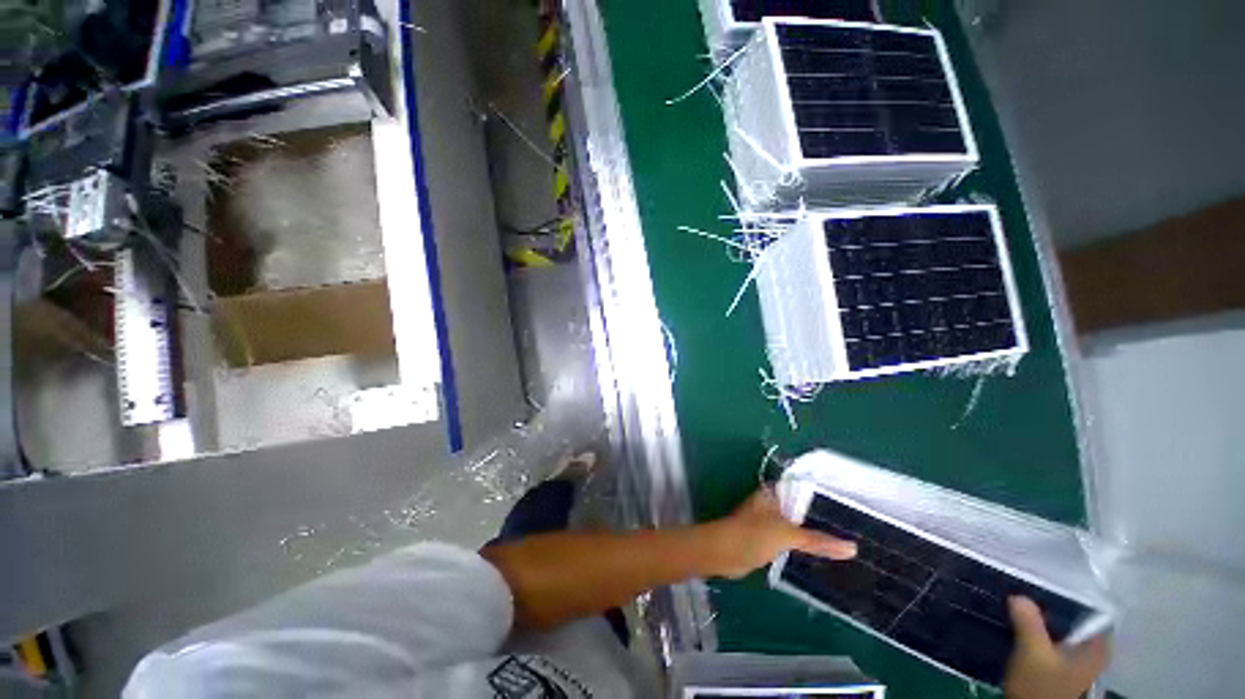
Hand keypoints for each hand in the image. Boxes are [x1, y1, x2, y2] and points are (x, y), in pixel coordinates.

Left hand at [704, 488, 856, 578]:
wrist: (724, 553)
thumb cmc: (752, 535)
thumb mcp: (788, 535)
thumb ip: (818, 541)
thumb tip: (852, 548)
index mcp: (772, 493)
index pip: (801, 488)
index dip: (823, 495)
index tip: (849, 504)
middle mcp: (770, 503)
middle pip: (800, 508)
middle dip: (820, 517)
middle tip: (854, 526)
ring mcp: (767, 521)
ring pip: (795, 524)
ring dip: (813, 533)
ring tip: (844, 541)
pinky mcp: (765, 538)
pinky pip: (790, 539)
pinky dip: (803, 545)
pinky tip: (822, 554)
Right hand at [1005, 596, 1109, 698]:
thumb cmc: (1042, 687)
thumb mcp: (1033, 654)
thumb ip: (1029, 623)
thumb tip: (1019, 595)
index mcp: (1098, 646)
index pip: (1091, 609)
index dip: (1070, 592)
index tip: (1044, 579)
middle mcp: (1093, 651)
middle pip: (1075, 619)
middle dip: (1051, 606)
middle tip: (1026, 590)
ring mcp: (1077, 661)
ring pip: (1061, 630)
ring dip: (1042, 620)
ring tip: (1019, 607)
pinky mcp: (1061, 667)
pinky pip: (1053, 640)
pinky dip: (1039, 632)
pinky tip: (1022, 628)